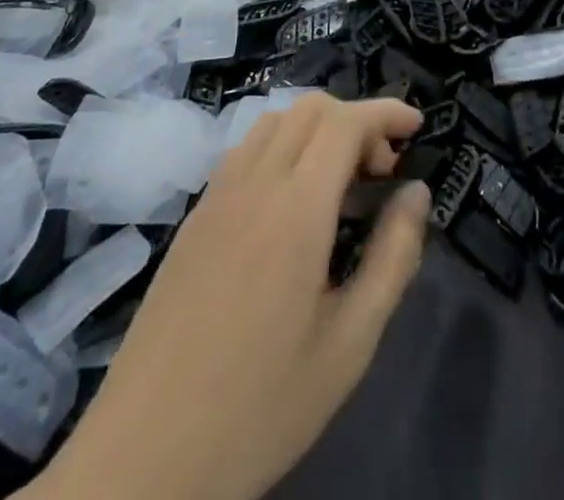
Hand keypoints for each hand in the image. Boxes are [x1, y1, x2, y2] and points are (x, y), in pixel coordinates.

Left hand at [40, 94, 428, 499]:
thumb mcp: (350, 343)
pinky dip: (282, 146)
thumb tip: (417, 192)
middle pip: (311, 108)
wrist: (146, 456)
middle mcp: (254, 182)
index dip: (386, 112)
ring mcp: (217, 195)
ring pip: (275, 121)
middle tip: (381, 171)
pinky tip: (290, 201)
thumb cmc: (261, 405)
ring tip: (339, 182)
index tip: (417, 126)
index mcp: (296, 208)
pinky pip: (245, 150)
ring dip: (317, 128)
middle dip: (356, 119)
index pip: (346, 122)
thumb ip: (393, 257)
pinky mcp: (194, 216)